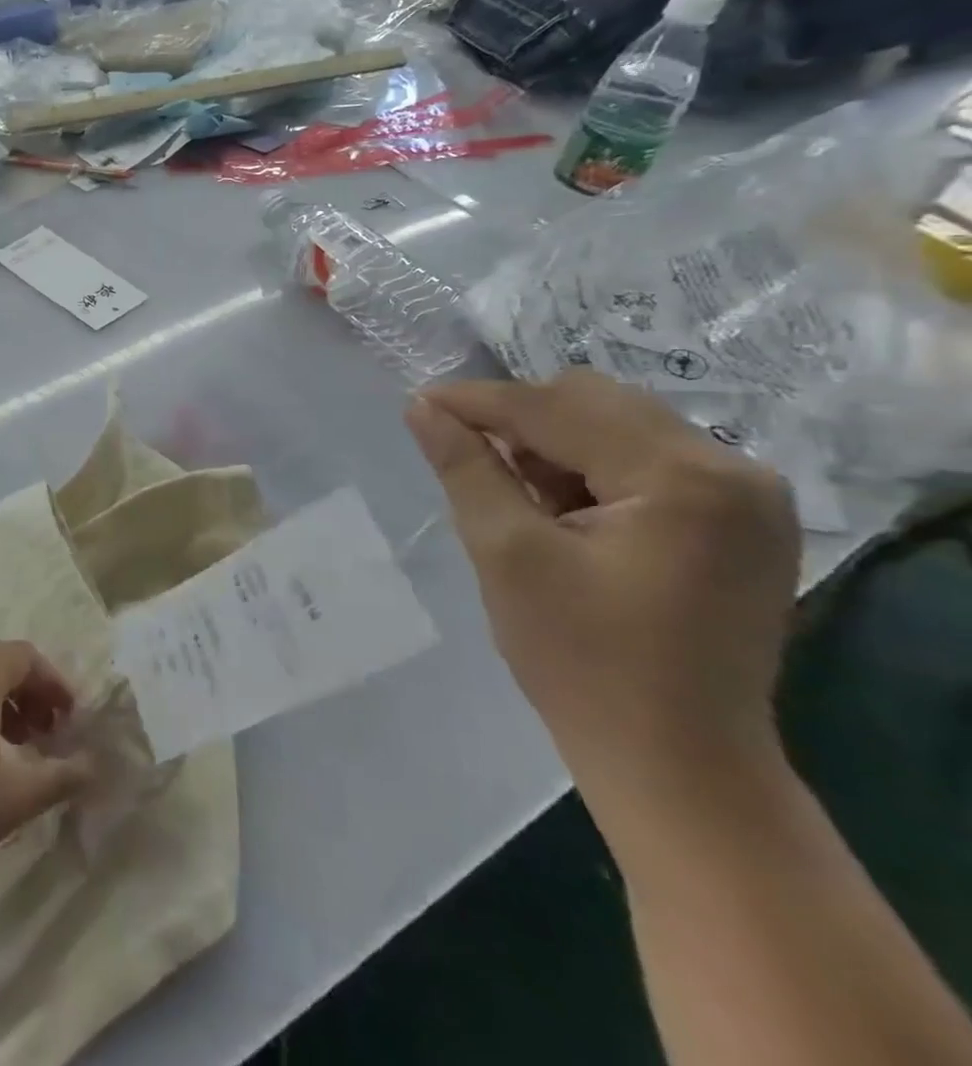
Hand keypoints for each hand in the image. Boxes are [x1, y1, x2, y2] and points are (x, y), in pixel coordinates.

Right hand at [405, 371, 801, 817]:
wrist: (677, 765)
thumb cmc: (582, 662)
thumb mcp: (507, 554)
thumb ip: (466, 468)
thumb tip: (421, 407)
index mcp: (683, 478)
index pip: (558, 407)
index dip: (479, 401)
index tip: (417, 402)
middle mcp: (734, 470)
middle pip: (597, 404)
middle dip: (520, 420)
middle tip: (466, 455)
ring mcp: (748, 497)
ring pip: (619, 427)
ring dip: (554, 444)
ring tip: (515, 494)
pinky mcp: (740, 521)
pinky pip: (645, 460)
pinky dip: (589, 469)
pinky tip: (560, 510)